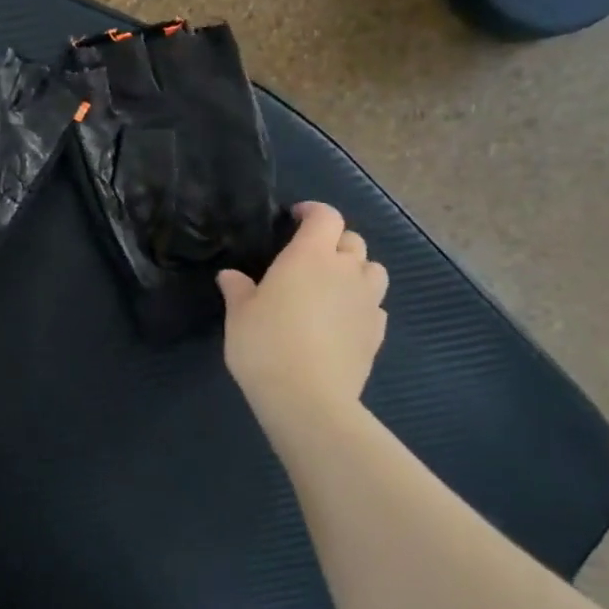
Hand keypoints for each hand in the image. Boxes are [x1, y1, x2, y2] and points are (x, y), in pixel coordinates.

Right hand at [218, 202, 388, 428]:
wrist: (307, 396)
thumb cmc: (265, 345)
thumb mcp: (239, 315)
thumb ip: (238, 290)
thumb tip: (231, 276)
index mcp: (310, 256)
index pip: (325, 217)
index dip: (313, 212)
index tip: (296, 217)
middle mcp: (345, 270)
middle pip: (353, 240)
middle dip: (334, 241)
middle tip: (310, 256)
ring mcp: (367, 301)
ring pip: (373, 270)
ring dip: (356, 269)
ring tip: (334, 285)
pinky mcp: (377, 331)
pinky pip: (375, 305)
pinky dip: (361, 304)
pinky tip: (342, 320)